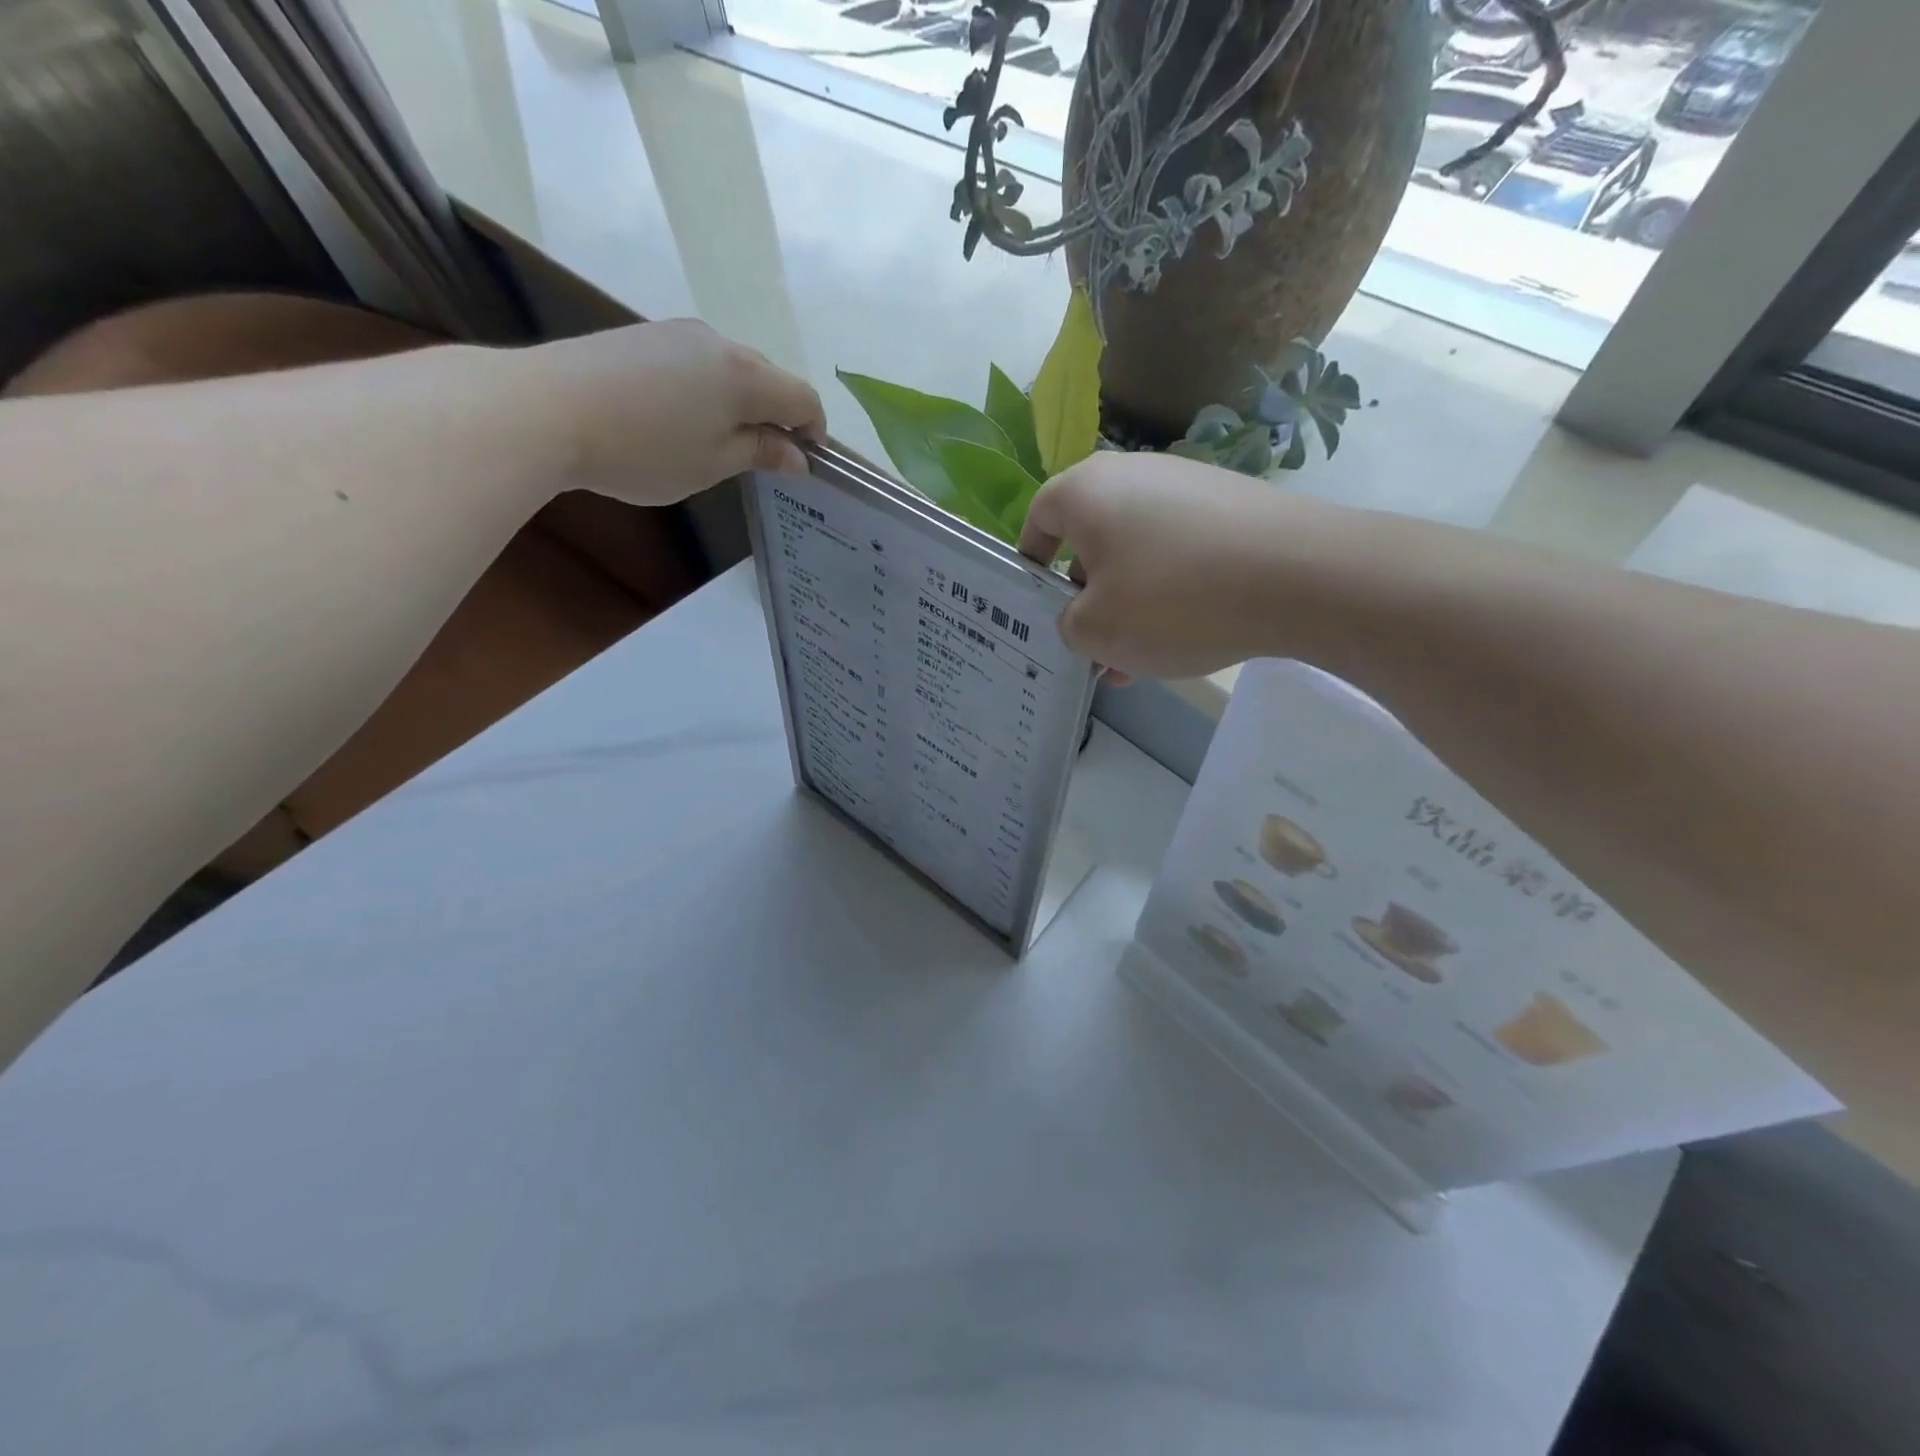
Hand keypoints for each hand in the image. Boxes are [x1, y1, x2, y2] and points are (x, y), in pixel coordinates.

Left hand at [527, 319, 825, 505]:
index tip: (801, 463)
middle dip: (774, 417)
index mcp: (746, 376)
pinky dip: (704, 392)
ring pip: (729, 369)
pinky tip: (675, 421)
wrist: (545, 407)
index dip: (813, 431)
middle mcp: (719, 343)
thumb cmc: (644, 448)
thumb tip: (796, 455)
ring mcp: (676, 334)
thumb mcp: (712, 463)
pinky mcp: (643, 337)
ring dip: (738, 404)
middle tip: (757, 460)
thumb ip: (760, 453)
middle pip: (768, 378)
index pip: (803, 397)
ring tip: (712, 443)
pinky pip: (695, 364)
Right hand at [1018, 451, 1328, 680]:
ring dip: (1129, 603)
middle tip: (1094, 647)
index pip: (1038, 519)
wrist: (1301, 575)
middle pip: (1090, 539)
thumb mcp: (1097, 631)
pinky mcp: (1230, 505)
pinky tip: (1186, 635)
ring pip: (1137, 552)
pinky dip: (1171, 591)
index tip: (1039, 606)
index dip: (1031, 565)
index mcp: (1086, 491)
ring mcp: (1187, 485)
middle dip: (1087, 597)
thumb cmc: (1174, 599)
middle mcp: (1132, 474)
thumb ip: (1068, 625)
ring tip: (1141, 658)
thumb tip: (1082, 616)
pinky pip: (1180, 552)